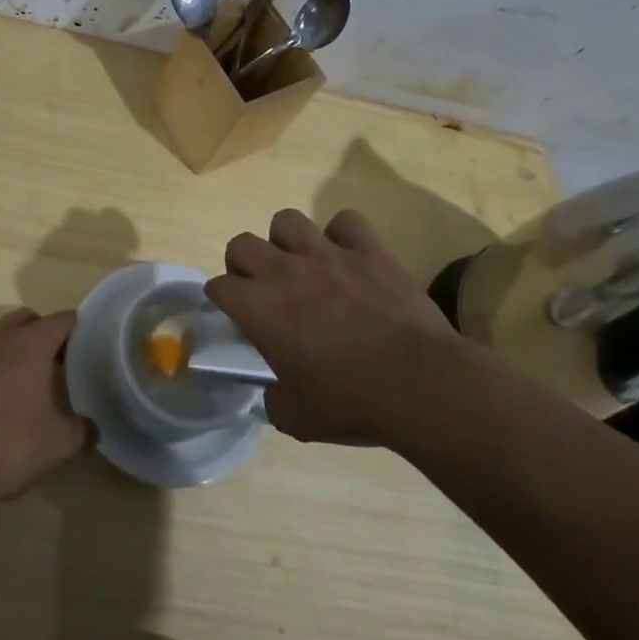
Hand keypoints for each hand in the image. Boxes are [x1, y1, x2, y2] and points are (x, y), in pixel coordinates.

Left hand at [0, 308, 94, 509]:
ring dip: (18, 349)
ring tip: (34, 381)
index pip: (61, 320)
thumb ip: (82, 431)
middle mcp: (1, 339)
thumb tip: (93, 428)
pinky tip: (4, 400)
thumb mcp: (58, 443)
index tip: (91, 345)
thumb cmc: (9, 444)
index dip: (79, 328)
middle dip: (45, 332)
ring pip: (2, 336)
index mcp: (30, 344)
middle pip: (28, 319)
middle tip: (62, 361)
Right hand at [205, 208, 459, 445]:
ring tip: (301, 265)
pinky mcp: (368, 250)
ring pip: (287, 221)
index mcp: (259, 308)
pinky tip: (348, 257)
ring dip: (287, 241)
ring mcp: (327, 254)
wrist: (420, 384)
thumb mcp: (298, 419)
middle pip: (241, 244)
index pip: (218, 286)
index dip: (223, 300)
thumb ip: (275, 400)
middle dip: (243, 264)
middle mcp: (284, 271)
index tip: (236, 315)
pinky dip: (343, 235)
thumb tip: (275, 392)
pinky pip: (345, 222)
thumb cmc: (352, 402)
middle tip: (262, 288)